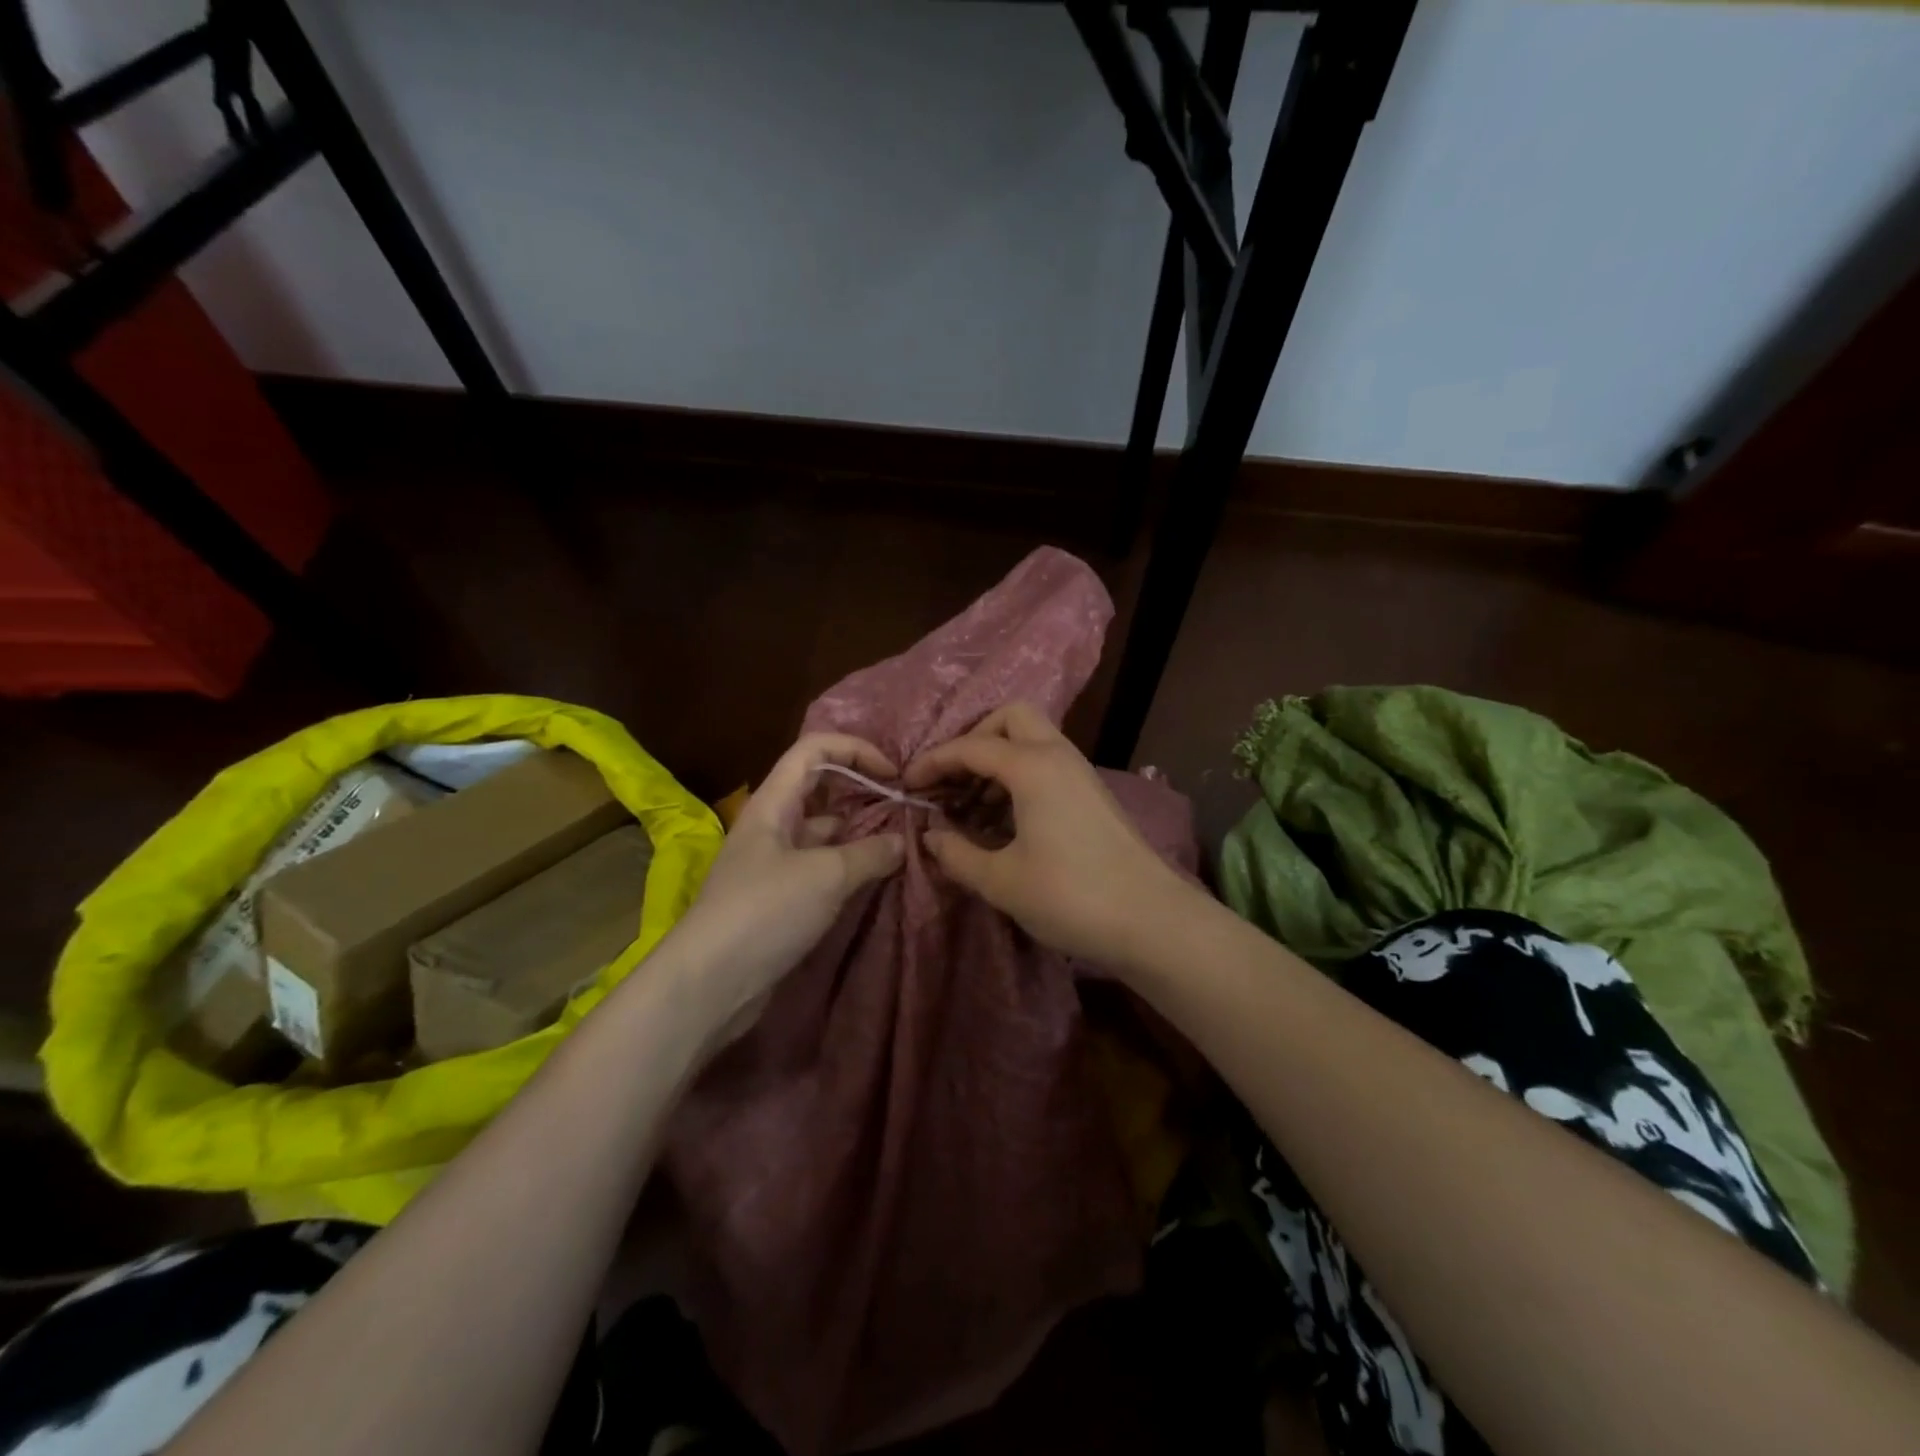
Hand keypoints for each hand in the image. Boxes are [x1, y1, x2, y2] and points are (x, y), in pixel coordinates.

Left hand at [663, 733, 905, 1046]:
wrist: (709, 984)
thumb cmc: (764, 911)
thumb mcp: (826, 876)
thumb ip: (869, 853)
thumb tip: (900, 843)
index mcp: (773, 803)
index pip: (814, 750)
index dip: (855, 750)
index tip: (893, 773)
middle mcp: (773, 825)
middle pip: (820, 789)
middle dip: (862, 791)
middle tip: (905, 808)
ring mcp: (775, 864)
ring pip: (824, 832)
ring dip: (860, 833)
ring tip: (902, 843)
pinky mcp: (781, 899)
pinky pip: (822, 868)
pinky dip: (849, 867)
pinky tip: (877, 878)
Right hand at [903, 703, 1195, 969]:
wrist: (1152, 921)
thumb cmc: (1070, 896)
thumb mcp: (1002, 880)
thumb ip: (957, 854)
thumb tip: (930, 836)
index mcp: (1032, 766)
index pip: (970, 747)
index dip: (933, 762)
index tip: (907, 786)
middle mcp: (1058, 756)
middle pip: (1010, 718)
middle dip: (974, 739)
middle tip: (951, 780)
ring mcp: (1080, 773)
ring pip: (1031, 741)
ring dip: (996, 761)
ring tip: (969, 807)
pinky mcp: (1092, 795)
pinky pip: (1046, 765)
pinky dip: (1018, 778)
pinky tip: (1002, 822)